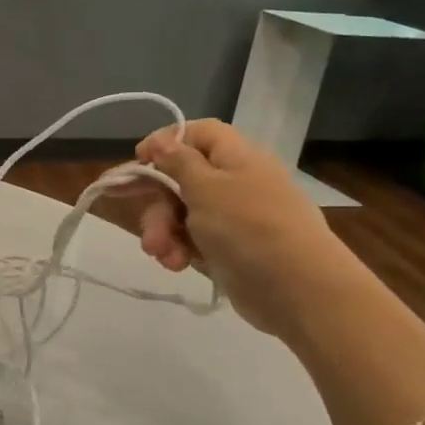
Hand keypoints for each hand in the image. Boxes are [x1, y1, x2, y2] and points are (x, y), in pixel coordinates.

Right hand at [134, 119, 364, 336]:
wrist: (299, 291)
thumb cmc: (249, 227)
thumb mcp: (206, 187)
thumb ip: (178, 162)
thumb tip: (163, 141)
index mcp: (237, 157)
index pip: (198, 133)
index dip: (166, 141)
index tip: (139, 159)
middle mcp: (235, 182)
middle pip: (182, 176)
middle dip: (156, 197)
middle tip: (125, 204)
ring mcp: (233, 218)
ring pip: (182, 212)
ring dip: (163, 230)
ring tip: (159, 252)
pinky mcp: (229, 250)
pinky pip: (192, 240)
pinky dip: (179, 250)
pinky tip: (176, 264)